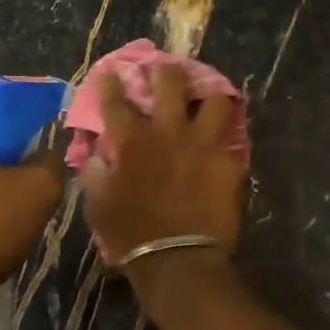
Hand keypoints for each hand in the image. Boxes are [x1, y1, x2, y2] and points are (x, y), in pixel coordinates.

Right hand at [78, 67, 246, 265]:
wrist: (177, 260)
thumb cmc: (129, 234)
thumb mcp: (98, 205)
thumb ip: (95, 173)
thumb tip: (97, 156)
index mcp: (132, 141)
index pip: (116, 101)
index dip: (111, 84)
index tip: (112, 73)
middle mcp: (169, 132)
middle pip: (170, 84)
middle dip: (167, 71)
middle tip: (168, 69)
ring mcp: (204, 145)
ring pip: (216, 101)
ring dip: (211, 95)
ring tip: (210, 96)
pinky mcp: (229, 164)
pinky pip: (234, 142)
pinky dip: (228, 140)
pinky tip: (228, 140)